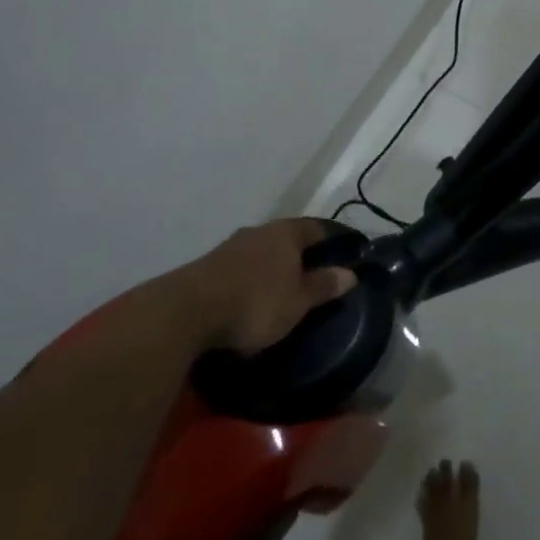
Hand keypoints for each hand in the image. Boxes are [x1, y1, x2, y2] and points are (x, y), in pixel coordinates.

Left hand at [192, 218, 358, 353]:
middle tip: (315, 273)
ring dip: (274, 266)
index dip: (333, 239)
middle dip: (301, 253)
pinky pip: (241, 268)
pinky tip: (253, 296)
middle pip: (288, 238)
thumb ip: (324, 286)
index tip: (346, 252)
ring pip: (262, 252)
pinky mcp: (209, 266)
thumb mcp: (298, 301)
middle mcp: (260, 231)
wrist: (188, 312)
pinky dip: (252, 279)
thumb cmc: (256, 302)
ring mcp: (231, 247)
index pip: (317, 227)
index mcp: (286, 232)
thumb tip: (351, 273)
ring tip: (283, 288)